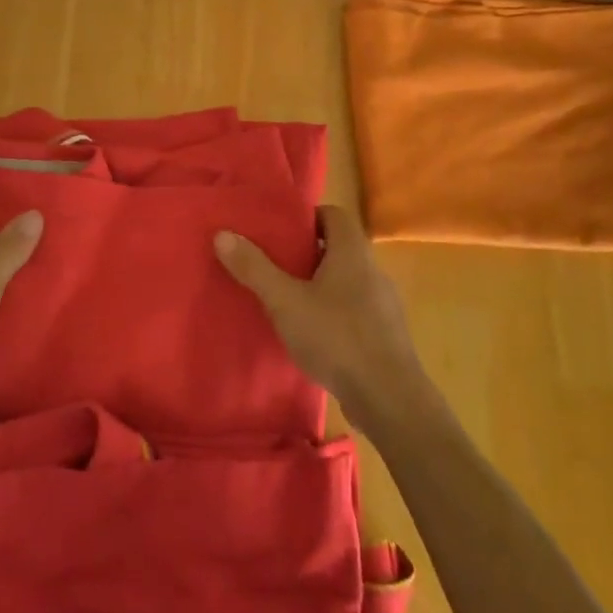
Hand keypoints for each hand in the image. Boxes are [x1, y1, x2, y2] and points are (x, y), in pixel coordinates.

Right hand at [216, 205, 428, 429]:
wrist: (390, 399)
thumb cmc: (337, 338)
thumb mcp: (285, 302)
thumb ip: (254, 268)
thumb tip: (222, 234)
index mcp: (352, 253)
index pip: (335, 214)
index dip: (308, 217)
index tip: (280, 229)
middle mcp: (373, 271)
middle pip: (339, 247)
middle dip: (308, 252)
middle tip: (275, 262)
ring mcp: (383, 305)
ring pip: (347, 280)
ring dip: (320, 284)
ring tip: (287, 298)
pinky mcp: (385, 335)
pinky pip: (355, 310)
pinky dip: (333, 312)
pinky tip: (312, 333)